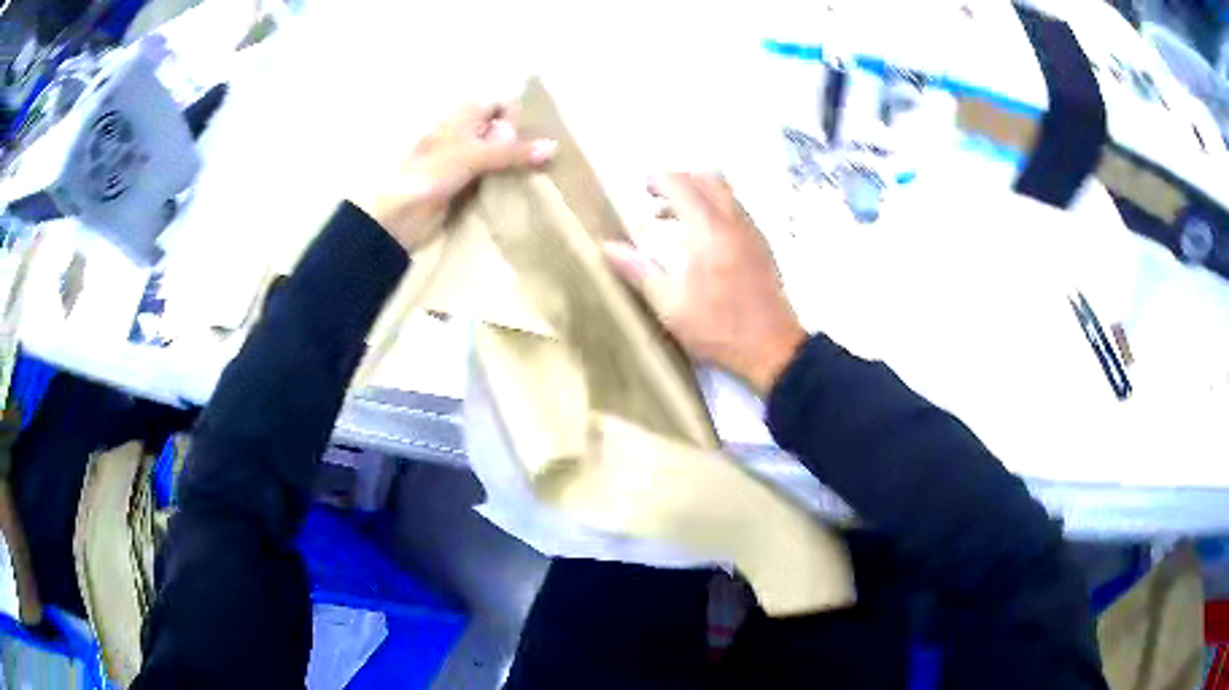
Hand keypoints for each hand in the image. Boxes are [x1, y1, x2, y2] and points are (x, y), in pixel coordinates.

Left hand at [351, 103, 557, 251]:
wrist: (400, 217)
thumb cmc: (431, 173)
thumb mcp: (474, 155)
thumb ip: (513, 151)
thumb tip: (554, 147)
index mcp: (461, 118)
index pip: (498, 106)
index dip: (517, 114)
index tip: (544, 128)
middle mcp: (464, 136)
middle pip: (500, 132)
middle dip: (522, 140)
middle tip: (554, 152)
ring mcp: (464, 163)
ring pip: (498, 157)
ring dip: (517, 164)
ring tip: (549, 171)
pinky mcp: (465, 188)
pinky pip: (493, 180)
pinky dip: (507, 183)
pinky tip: (528, 189)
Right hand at [605, 173, 806, 395]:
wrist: (773, 347)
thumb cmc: (718, 328)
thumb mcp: (670, 306)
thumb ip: (639, 271)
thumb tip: (607, 247)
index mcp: (708, 231)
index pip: (682, 186)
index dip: (659, 179)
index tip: (642, 186)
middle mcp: (733, 222)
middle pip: (707, 180)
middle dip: (680, 180)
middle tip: (656, 198)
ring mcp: (752, 232)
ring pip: (725, 193)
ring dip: (699, 193)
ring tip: (676, 217)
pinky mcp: (763, 245)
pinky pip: (737, 209)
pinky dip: (716, 207)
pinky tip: (703, 236)